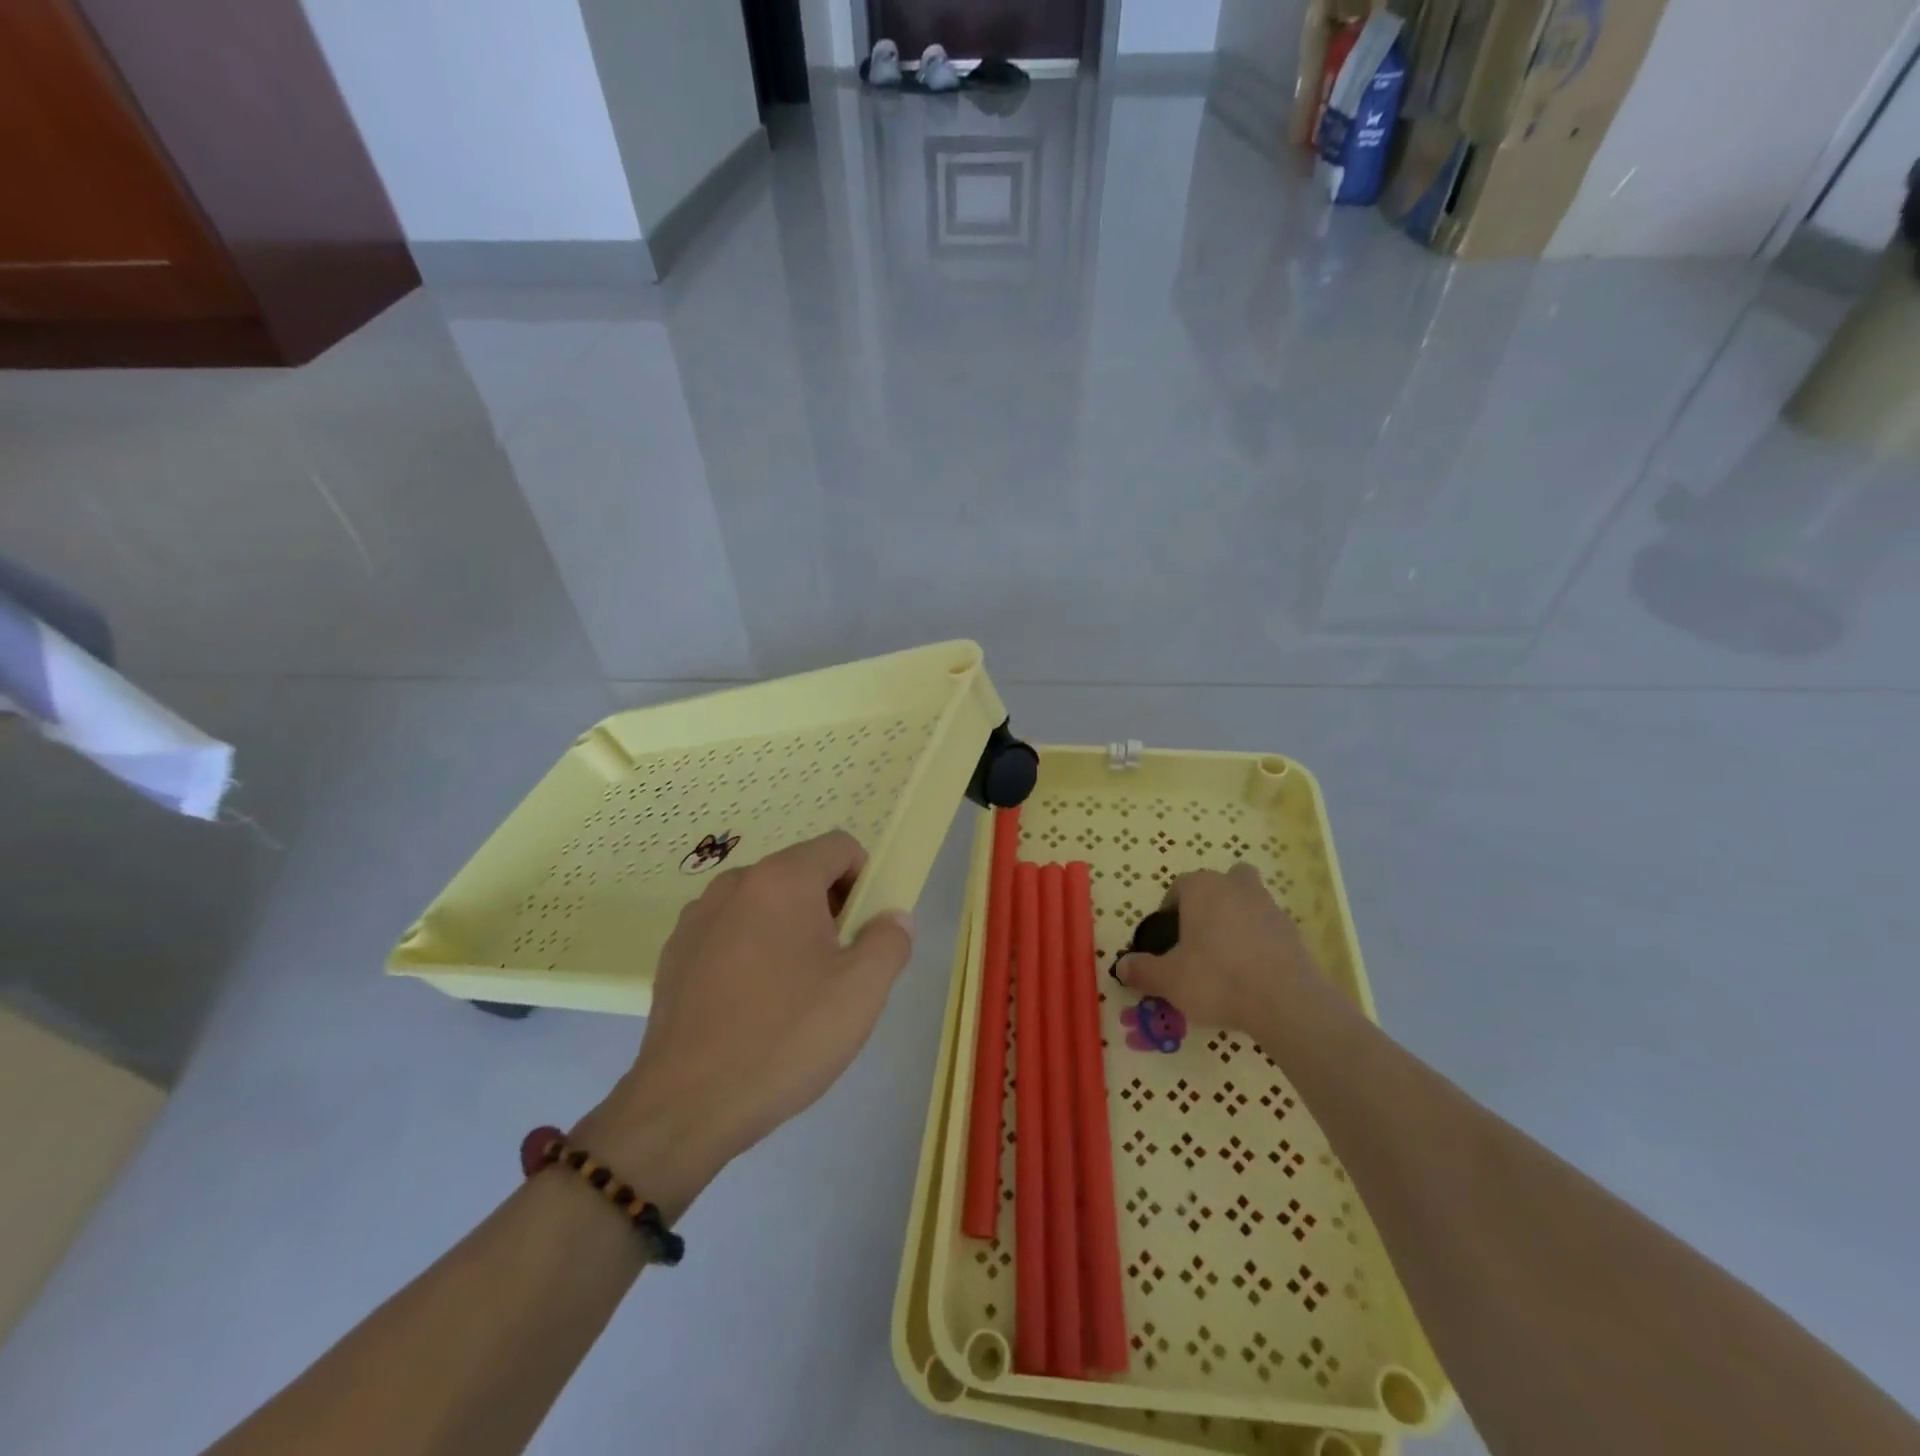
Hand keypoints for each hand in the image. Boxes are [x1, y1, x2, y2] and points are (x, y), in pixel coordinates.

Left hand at [576, 830, 913, 1220]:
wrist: (685, 1106)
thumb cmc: (785, 1037)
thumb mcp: (862, 991)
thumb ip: (890, 940)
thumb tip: (892, 918)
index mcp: (782, 879)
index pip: (840, 847)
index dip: (865, 880)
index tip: (864, 930)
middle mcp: (735, 884)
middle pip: (801, 873)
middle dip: (828, 908)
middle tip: (836, 967)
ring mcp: (698, 917)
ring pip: (764, 904)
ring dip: (789, 929)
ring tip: (793, 991)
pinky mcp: (675, 953)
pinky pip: (730, 932)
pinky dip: (751, 950)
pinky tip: (751, 1006)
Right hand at [1115, 864, 1325, 1036]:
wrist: (1286, 1002)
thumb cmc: (1217, 979)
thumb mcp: (1169, 979)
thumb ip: (1142, 970)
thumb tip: (1121, 966)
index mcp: (1202, 888)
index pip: (1178, 887)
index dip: (1169, 911)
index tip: (1168, 941)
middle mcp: (1236, 886)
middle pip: (1220, 884)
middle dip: (1209, 904)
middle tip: (1199, 940)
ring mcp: (1269, 906)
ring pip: (1247, 903)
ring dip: (1236, 921)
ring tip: (1226, 961)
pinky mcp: (1293, 932)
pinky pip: (1267, 929)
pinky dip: (1258, 943)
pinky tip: (1251, 975)